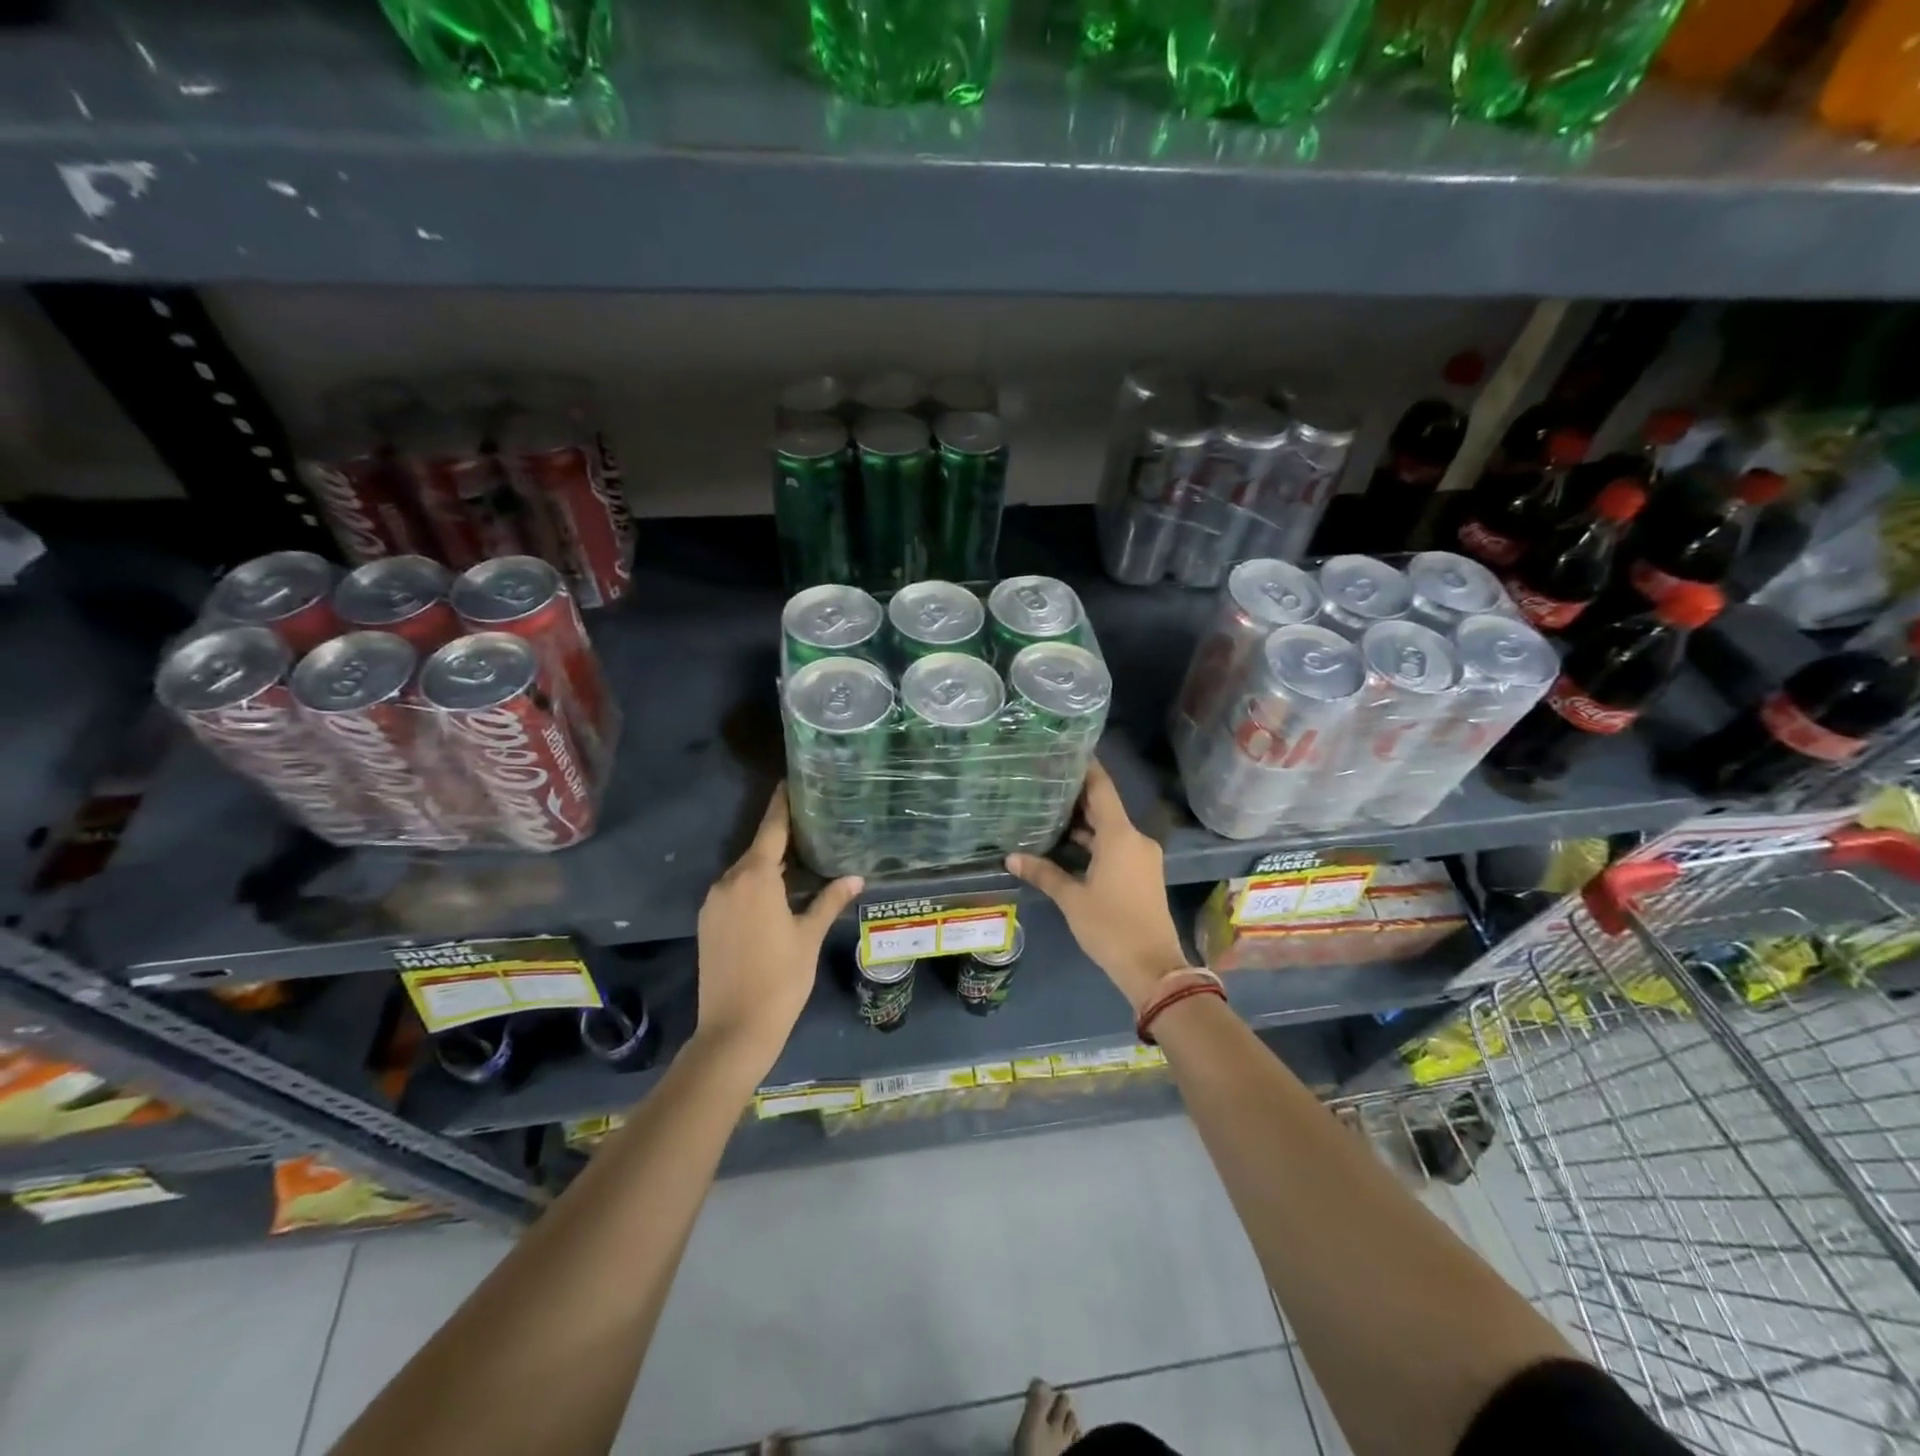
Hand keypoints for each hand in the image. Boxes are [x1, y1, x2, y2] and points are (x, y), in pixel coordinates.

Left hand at [695, 784, 862, 1071]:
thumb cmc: (780, 979)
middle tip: (810, 825)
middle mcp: (728, 882)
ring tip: (799, 858)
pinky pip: (734, 891)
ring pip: (744, 871)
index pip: (771, 830)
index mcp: (755, 879)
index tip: (790, 782)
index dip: (782, 805)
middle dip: (781, 837)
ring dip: (768, 864)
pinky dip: (754, 884)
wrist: (734, 1029)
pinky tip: (776, 893)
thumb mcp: (809, 937)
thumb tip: (856, 877)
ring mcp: (713, 903)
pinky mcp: (707, 922)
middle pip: (757, 849)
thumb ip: (829, 900)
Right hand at [1006, 759, 1190, 1010]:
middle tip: (1044, 782)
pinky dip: (1094, 842)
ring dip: (1083, 823)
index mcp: (1120, 836)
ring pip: (1109, 829)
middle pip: (1104, 807)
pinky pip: (1116, 846)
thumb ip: (1044, 873)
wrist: (1153, 967)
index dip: (1086, 767)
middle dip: (1076, 797)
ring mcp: (1141, 856)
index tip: (1065, 750)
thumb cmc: (1110, 927)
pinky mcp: (1142, 873)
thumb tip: (1010, 858)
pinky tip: (1067, 844)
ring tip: (1048, 811)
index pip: (1102, 788)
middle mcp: (1135, 838)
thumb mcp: (1072, 899)